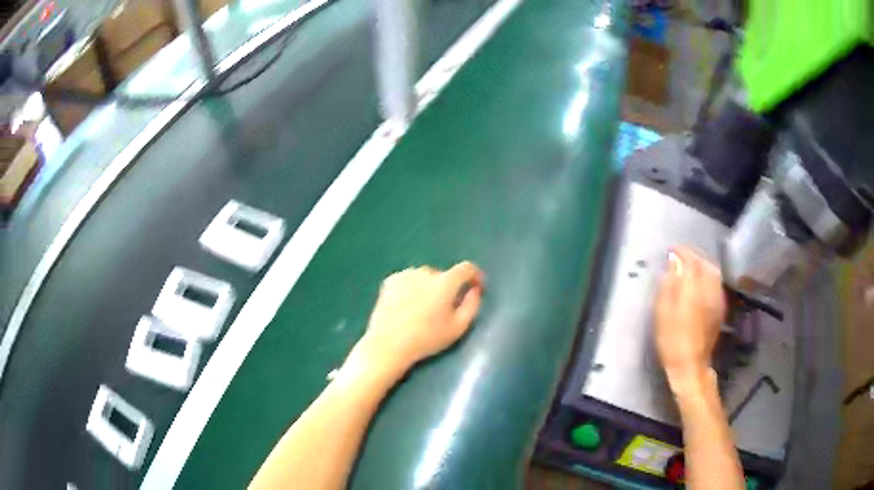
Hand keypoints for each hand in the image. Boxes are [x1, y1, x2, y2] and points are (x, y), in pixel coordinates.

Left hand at [349, 261, 484, 378]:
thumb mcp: (458, 328)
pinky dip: (413, 288)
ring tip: (423, 310)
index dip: (475, 275)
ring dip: (429, 288)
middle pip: (444, 275)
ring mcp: (406, 274)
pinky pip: (410, 280)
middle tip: (444, 309)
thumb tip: (475, 289)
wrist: (388, 344)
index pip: (466, 268)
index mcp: (445, 283)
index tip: (476, 287)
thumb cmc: (426, 339)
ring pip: (426, 277)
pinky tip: (408, 306)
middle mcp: (426, 272)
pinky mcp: (390, 280)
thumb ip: (472, 305)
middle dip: (448, 288)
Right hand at [655, 246, 725, 390]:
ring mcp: (717, 298)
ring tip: (690, 267)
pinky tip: (701, 282)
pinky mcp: (720, 307)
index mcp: (694, 288)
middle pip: (705, 263)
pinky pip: (716, 283)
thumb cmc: (671, 340)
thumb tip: (673, 262)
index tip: (671, 250)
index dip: (681, 252)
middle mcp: (709, 289)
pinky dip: (708, 276)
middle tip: (679, 258)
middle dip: (693, 257)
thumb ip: (669, 284)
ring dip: (702, 264)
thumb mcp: (662, 312)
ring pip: (713, 272)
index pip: (691, 260)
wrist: (690, 365)